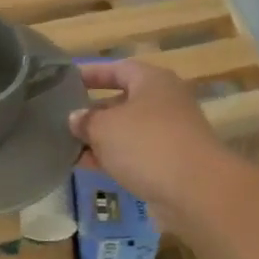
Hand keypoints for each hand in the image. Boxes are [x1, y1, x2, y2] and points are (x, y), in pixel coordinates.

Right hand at [68, 60, 227, 221]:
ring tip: (68, 145)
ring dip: (100, 138)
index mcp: (152, 81)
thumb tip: (76, 118)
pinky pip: (135, 155)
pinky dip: (113, 158)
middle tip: (63, 118)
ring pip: (128, 131)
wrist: (196, 190)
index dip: (92, 73)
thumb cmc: (146, 144)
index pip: (118, 68)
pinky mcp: (171, 163)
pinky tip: (88, 166)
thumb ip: (85, 120)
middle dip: (93, 111)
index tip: (67, 80)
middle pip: (123, 101)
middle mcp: (164, 102)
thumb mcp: (104, 127)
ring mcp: (170, 134)